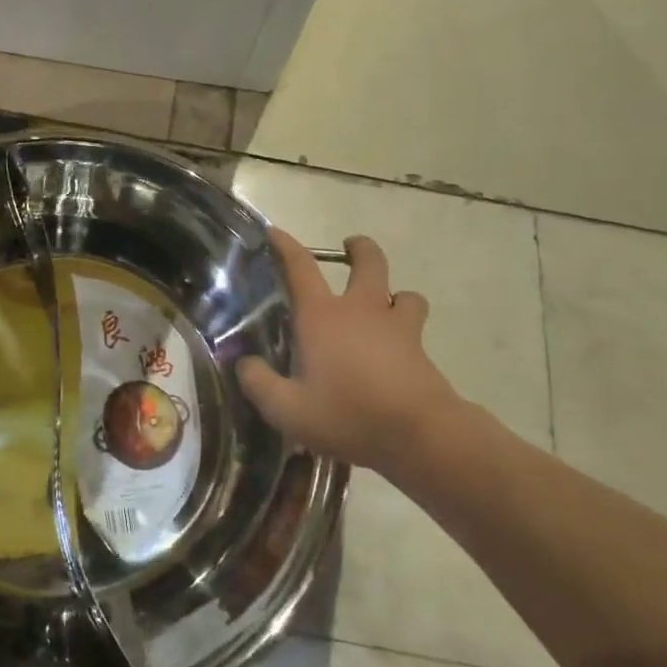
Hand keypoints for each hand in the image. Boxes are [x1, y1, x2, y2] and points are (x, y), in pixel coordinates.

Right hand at [237, 230, 467, 476]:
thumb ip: (259, 384)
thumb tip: (244, 364)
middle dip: (360, 249)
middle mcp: (361, 310)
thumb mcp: (287, 410)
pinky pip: (415, 327)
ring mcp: (397, 327)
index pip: (300, 267)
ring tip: (383, 307)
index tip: (274, 232)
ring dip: (393, 294)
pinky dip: (406, 329)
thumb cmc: (348, 414)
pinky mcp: (421, 349)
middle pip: (369, 261)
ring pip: (404, 293)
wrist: (419, 434)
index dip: (285, 246)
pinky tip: (398, 350)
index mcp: (322, 316)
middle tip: (351, 249)